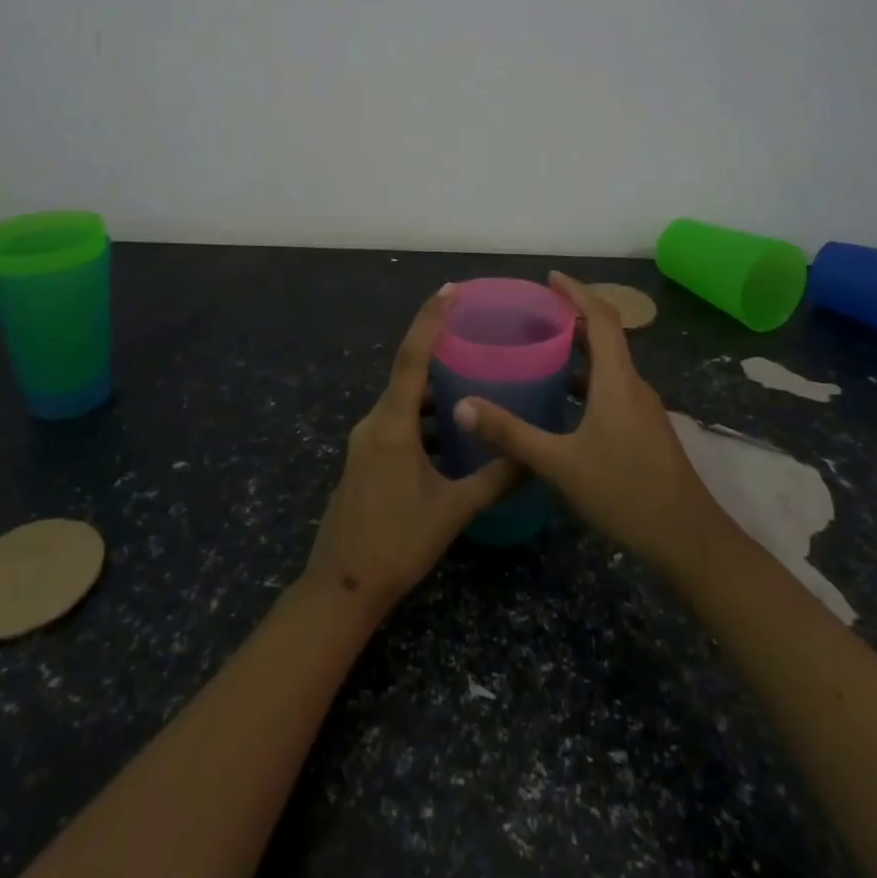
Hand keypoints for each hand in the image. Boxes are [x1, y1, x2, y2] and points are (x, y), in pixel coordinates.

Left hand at [302, 286, 521, 617]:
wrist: (342, 587)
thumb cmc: (397, 543)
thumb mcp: (453, 510)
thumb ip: (495, 479)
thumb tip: (535, 458)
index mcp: (392, 425)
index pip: (411, 359)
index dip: (430, 321)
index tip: (450, 291)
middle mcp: (374, 423)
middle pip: (407, 373)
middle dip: (437, 348)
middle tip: (475, 332)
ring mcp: (366, 441)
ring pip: (403, 400)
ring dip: (433, 387)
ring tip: (472, 377)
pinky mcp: (366, 457)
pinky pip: (397, 420)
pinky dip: (424, 415)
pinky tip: (452, 427)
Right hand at [453, 271, 722, 577]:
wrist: (688, 540)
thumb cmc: (624, 493)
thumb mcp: (559, 464)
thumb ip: (511, 434)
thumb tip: (463, 406)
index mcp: (617, 380)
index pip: (602, 317)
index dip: (577, 292)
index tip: (550, 278)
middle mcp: (633, 385)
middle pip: (607, 335)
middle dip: (574, 316)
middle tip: (535, 311)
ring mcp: (642, 409)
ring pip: (610, 364)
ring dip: (581, 348)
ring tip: (542, 347)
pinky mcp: (644, 429)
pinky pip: (613, 387)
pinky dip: (587, 378)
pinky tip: (563, 399)